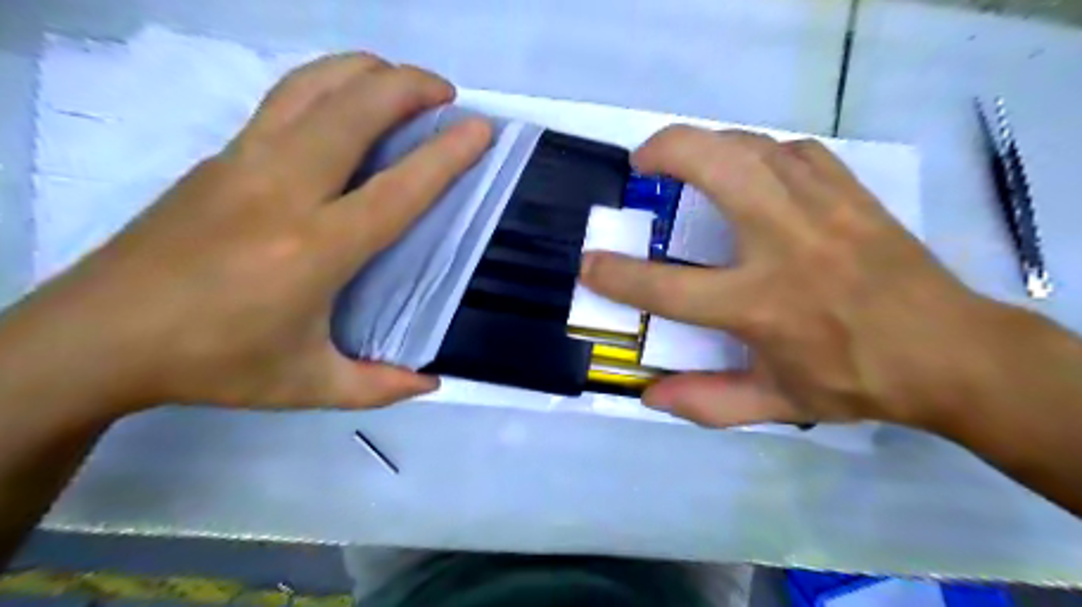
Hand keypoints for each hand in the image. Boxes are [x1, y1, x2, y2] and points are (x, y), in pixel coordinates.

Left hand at [0, 51, 493, 413]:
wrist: (97, 336)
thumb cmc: (213, 364)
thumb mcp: (307, 387)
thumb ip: (378, 387)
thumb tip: (431, 383)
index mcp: (315, 249)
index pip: (397, 188)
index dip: (445, 155)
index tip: (479, 130)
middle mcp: (283, 190)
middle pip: (354, 111)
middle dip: (409, 87)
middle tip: (446, 93)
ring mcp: (244, 163)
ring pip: (313, 88)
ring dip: (366, 72)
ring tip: (401, 79)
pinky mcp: (219, 156)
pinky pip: (285, 101)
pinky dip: (328, 84)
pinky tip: (345, 99)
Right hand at [585, 127, 1005, 430]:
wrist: (951, 353)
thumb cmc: (855, 380)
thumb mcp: (777, 403)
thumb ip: (708, 402)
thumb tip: (650, 397)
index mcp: (760, 304)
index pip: (667, 287)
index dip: (617, 275)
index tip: (589, 263)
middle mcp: (784, 245)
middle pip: (715, 167)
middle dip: (665, 151)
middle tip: (642, 162)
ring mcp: (821, 209)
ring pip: (752, 144)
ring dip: (707, 143)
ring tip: (687, 158)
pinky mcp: (850, 193)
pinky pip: (793, 151)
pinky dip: (760, 152)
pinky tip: (752, 170)